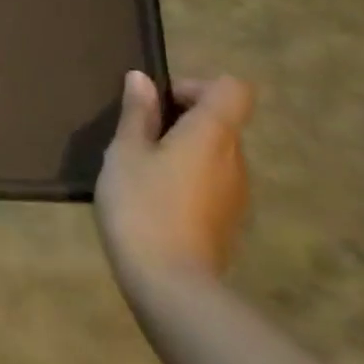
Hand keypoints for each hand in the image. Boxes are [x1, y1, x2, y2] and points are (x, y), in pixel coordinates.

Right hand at [95, 70, 254, 285]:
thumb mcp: (125, 153)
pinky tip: (154, 202)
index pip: (231, 89)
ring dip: (183, 153)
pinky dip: (187, 181)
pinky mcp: (230, 222)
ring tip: (141, 173)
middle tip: (137, 139)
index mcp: (212, 134)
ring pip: (214, 155)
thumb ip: (137, 114)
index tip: (160, 104)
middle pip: (221, 122)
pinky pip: (212, 184)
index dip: (197, 86)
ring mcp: (238, 194)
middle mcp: (236, 159)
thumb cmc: (142, 205)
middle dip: (181, 121)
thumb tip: (142, 79)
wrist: (170, 284)